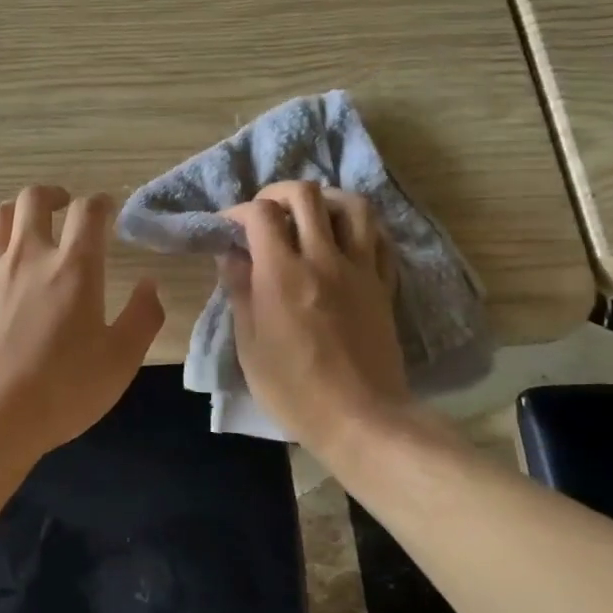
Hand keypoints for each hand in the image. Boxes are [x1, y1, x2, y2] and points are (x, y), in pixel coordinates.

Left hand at [0, 186, 164, 460]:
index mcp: (73, 268)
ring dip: (16, 212)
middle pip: (34, 199)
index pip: (89, 212)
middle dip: (53, 195)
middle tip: (64, 207)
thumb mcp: (121, 360)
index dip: (101, 203)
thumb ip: (142, 317)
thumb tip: (149, 284)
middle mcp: (28, 256)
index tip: (107, 210)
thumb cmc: (63, 390)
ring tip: (26, 225)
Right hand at [221, 181, 415, 459]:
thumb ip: (240, 291)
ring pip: (352, 205)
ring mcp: (360, 270)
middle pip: (306, 195)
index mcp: (283, 274)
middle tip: (265, 213)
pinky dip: (359, 228)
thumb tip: (231, 255)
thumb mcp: (249, 346)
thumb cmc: (294, 389)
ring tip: (310, 216)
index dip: (238, 211)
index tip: (228, 227)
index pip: (261, 214)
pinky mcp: (384, 285)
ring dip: (325, 200)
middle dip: (278, 193)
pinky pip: (379, 238)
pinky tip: (345, 240)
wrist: (362, 419)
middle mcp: (324, 259)